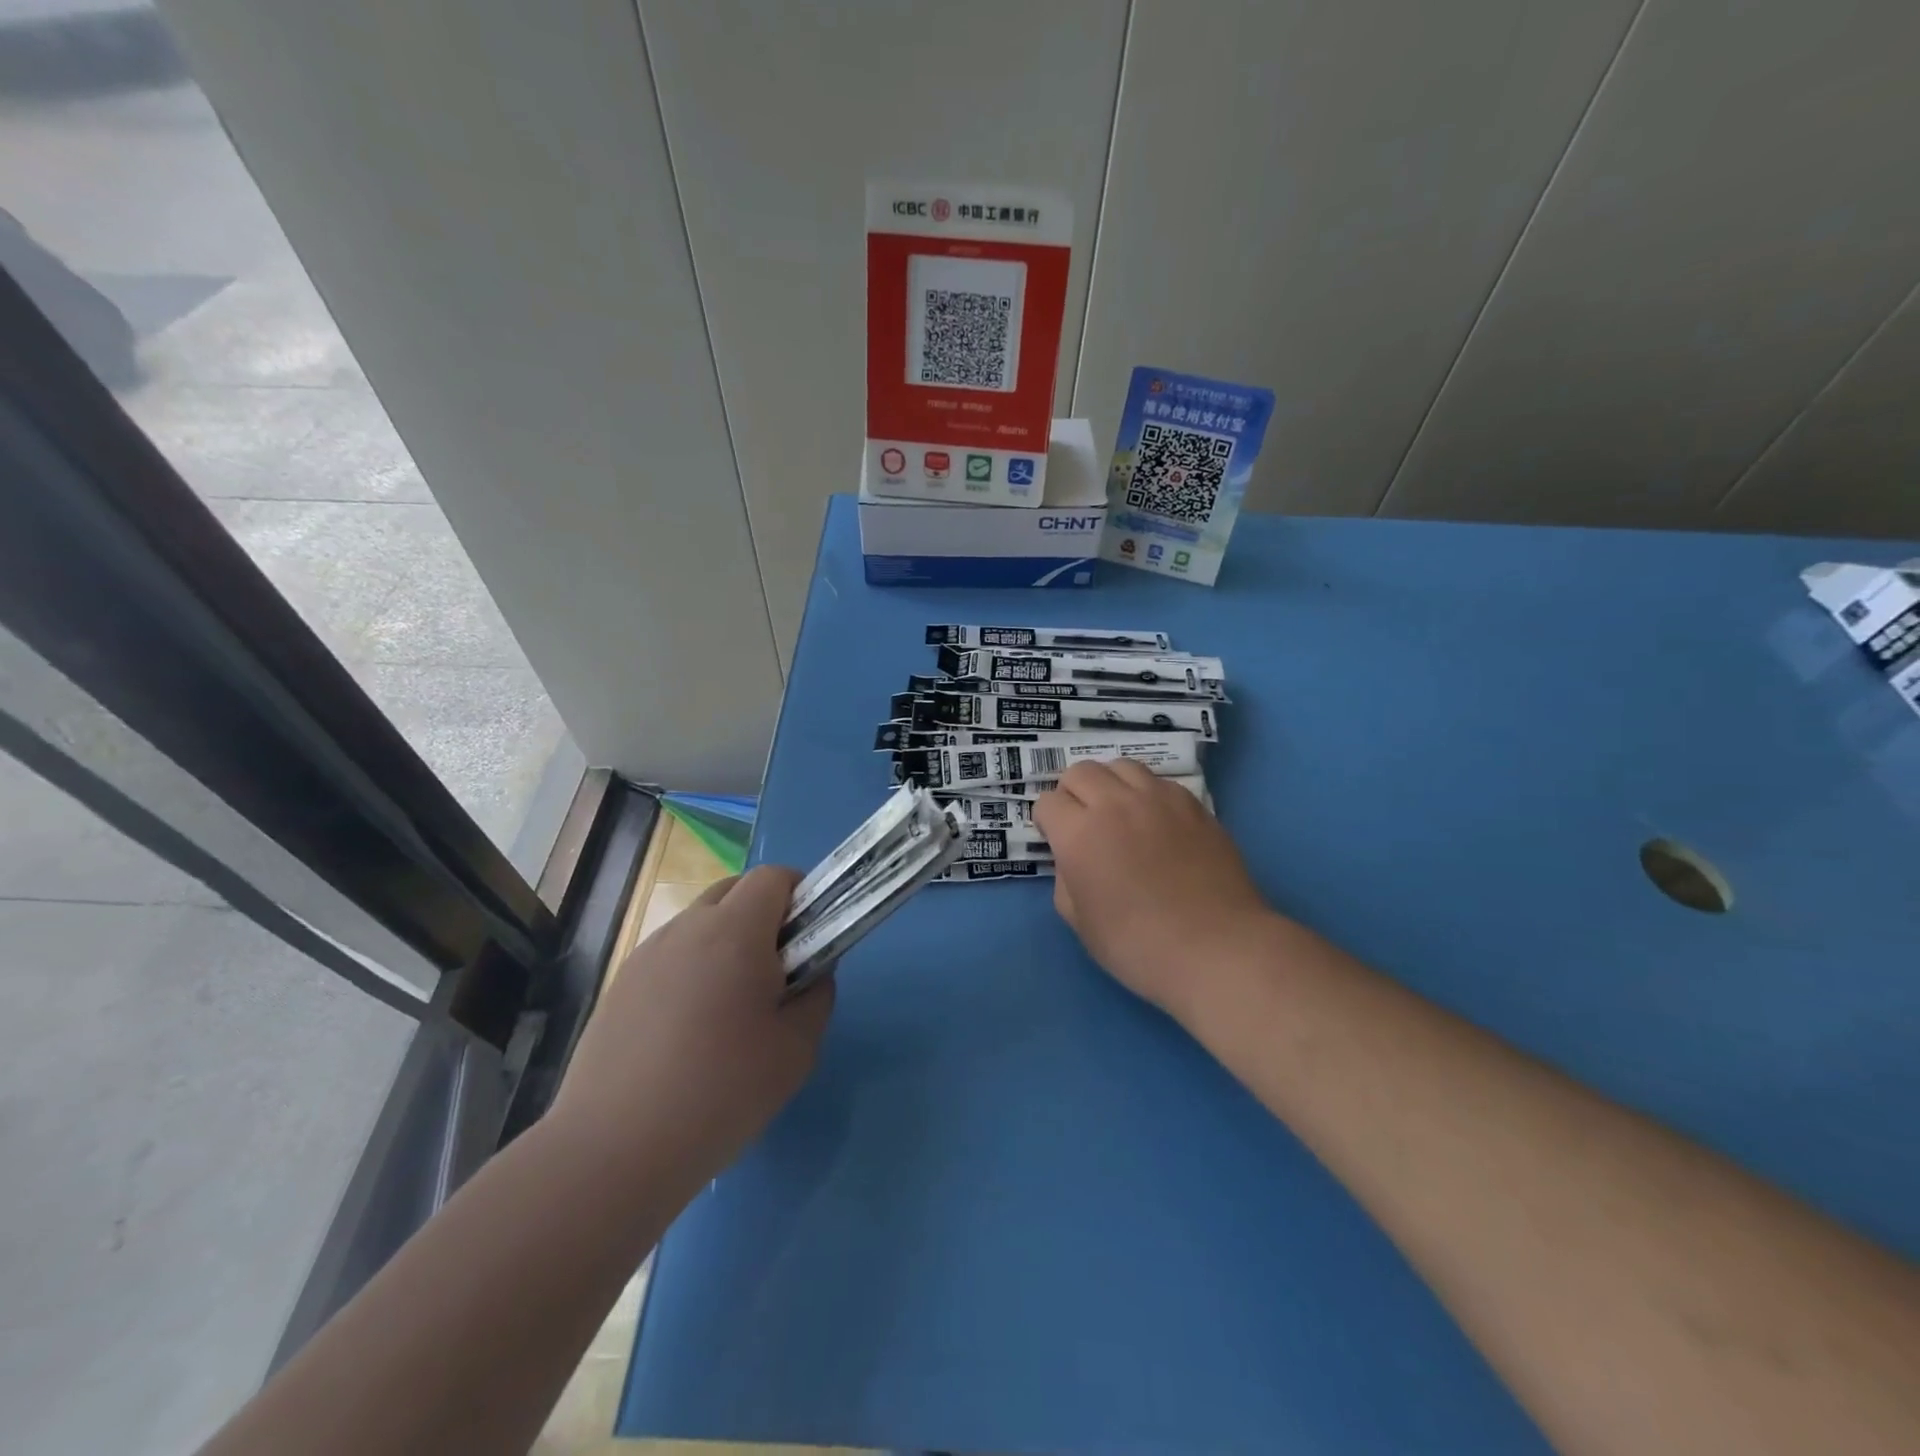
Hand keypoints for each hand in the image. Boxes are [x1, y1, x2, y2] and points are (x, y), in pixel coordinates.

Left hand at [553, 865, 833, 1190]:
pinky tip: (688, 1030)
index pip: (773, 877)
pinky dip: (692, 968)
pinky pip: (670, 956)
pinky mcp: (619, 987)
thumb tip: (813, 973)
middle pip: (734, 890)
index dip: (800, 894)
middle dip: (764, 913)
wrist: (613, 1152)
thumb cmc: (720, 1093)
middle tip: (777, 970)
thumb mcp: (796, 1051)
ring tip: (730, 1007)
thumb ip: (817, 996)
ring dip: (726, 941)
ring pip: (699, 923)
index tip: (811, 935)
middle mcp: (686, 928)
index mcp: (734, 932)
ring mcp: (645, 955)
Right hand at [1035, 760, 1273, 1022]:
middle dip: (1073, 793)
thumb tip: (1073, 858)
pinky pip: (1159, 781)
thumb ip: (1065, 879)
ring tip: (1119, 812)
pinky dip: (1147, 793)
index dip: (1048, 823)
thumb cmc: (1138, 945)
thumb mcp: (1079, 922)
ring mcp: (1157, 798)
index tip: (1058, 843)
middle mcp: (1114, 804)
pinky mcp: (1192, 804)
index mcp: (1079, 833)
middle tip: (1083, 823)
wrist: (1216, 948)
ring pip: (1121, 766)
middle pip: (1080, 772)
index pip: (1047, 802)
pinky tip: (1156, 822)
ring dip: (1110, 784)